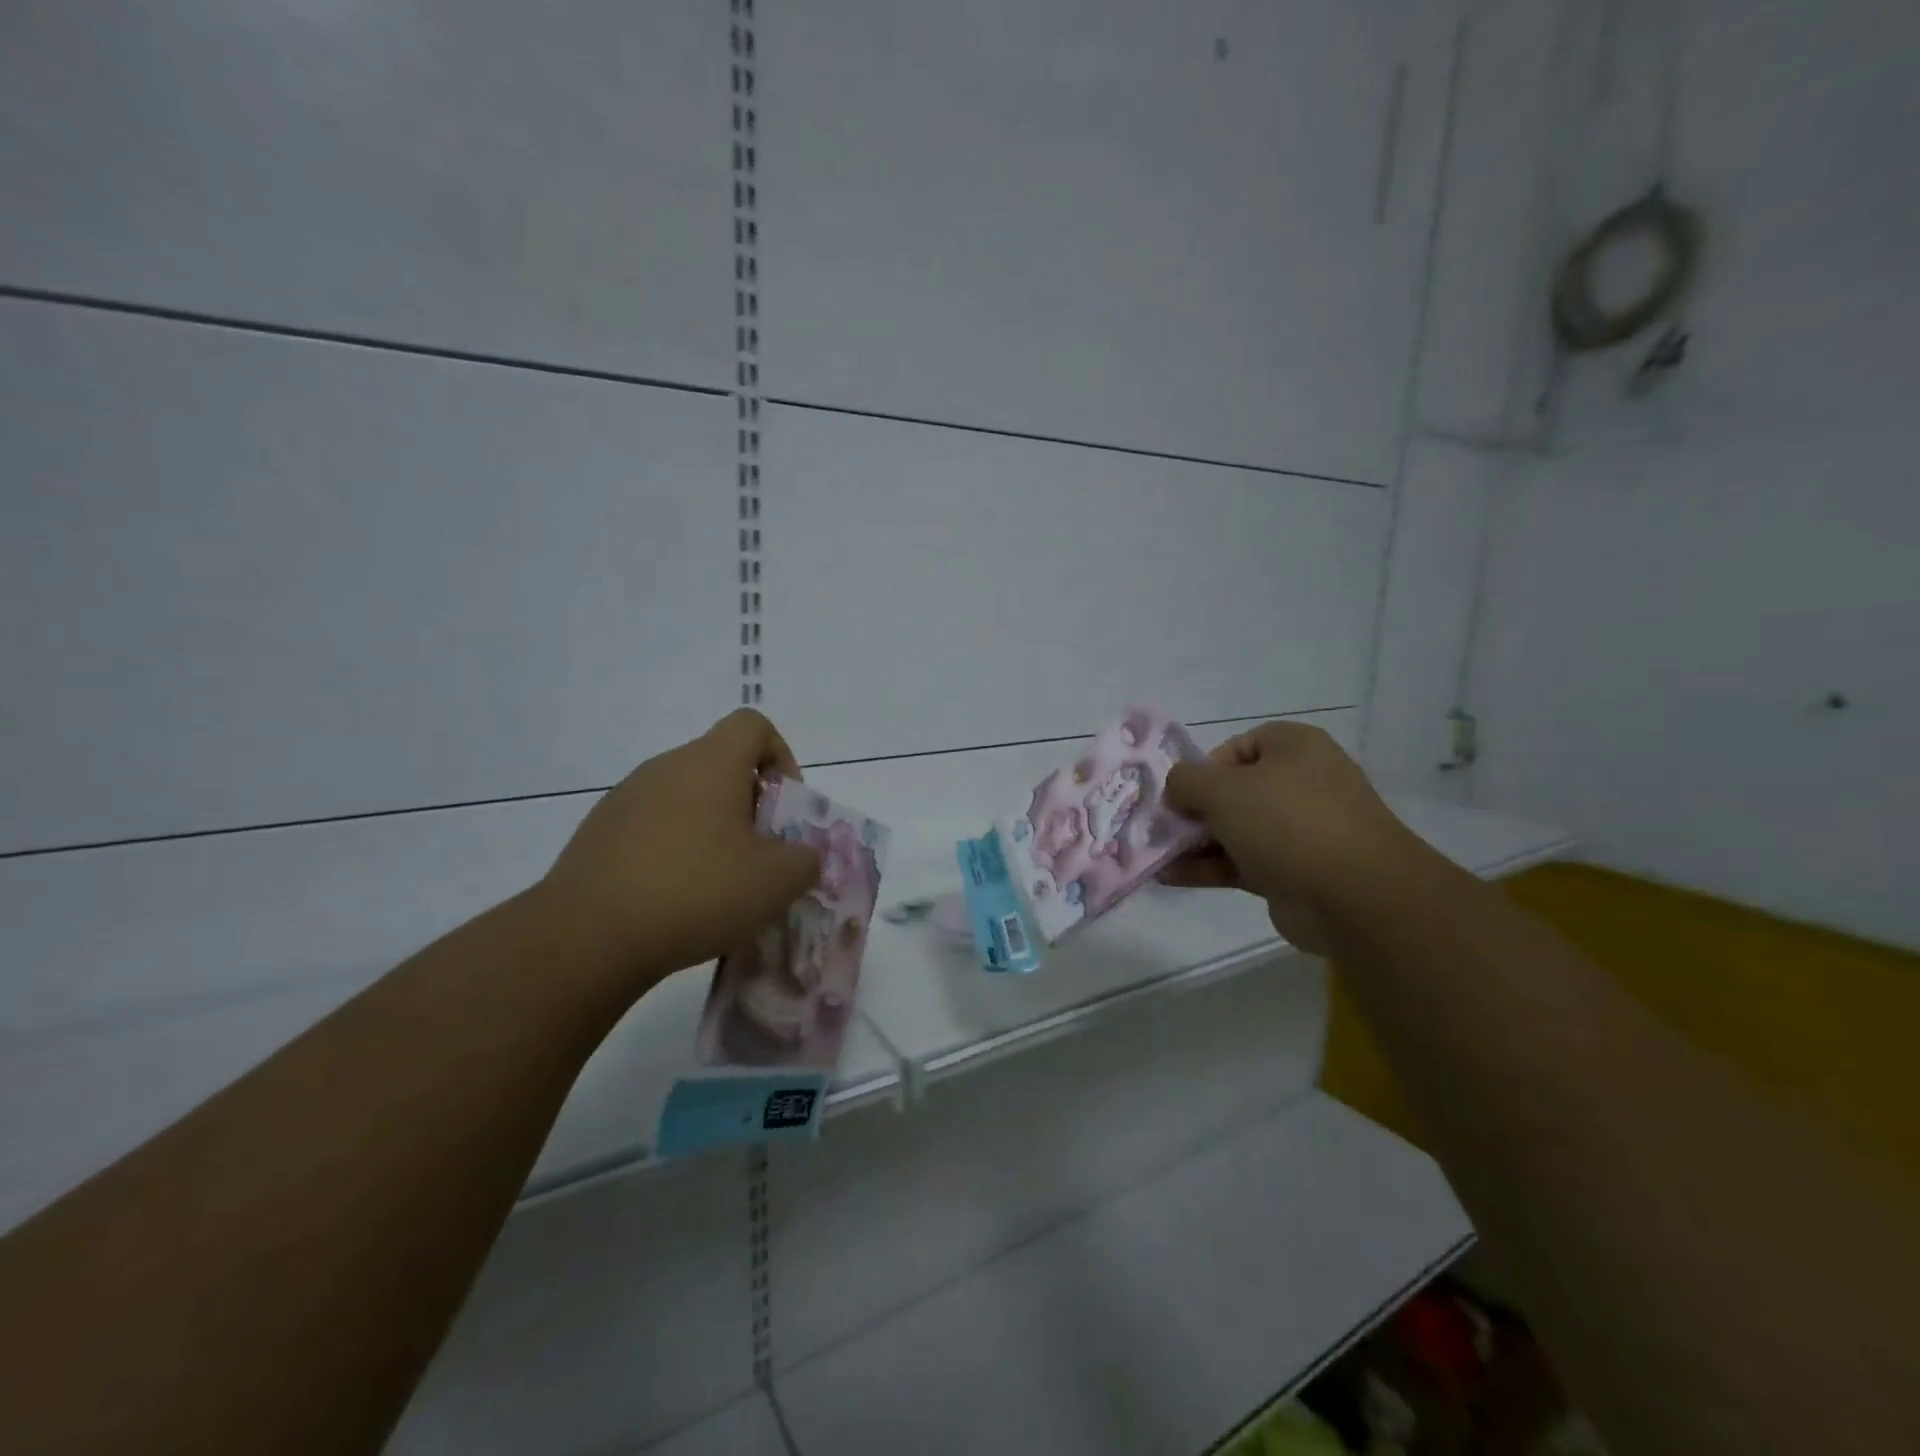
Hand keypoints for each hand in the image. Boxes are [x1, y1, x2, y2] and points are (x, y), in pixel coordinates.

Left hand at [540, 709, 821, 983]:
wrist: (588, 937)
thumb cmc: (696, 892)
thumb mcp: (777, 882)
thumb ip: (806, 859)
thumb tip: (801, 856)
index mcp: (710, 764)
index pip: (753, 725)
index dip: (781, 757)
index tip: (784, 807)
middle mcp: (665, 767)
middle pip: (721, 764)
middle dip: (751, 804)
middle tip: (760, 855)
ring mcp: (626, 799)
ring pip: (687, 797)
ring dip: (713, 829)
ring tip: (719, 883)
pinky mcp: (599, 833)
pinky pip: (653, 826)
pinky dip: (675, 850)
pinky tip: (676, 898)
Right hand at [1161, 721, 1423, 952]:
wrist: (1355, 896)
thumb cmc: (1287, 822)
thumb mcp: (1222, 788)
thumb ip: (1186, 781)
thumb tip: (1176, 790)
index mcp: (1294, 748)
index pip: (1237, 747)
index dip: (1203, 767)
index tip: (1181, 793)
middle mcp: (1300, 783)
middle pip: (1232, 791)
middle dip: (1192, 809)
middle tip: (1159, 826)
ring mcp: (1299, 830)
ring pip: (1234, 830)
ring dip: (1194, 842)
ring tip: (1154, 855)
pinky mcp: (1293, 871)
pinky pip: (1241, 862)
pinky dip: (1208, 868)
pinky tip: (1170, 876)